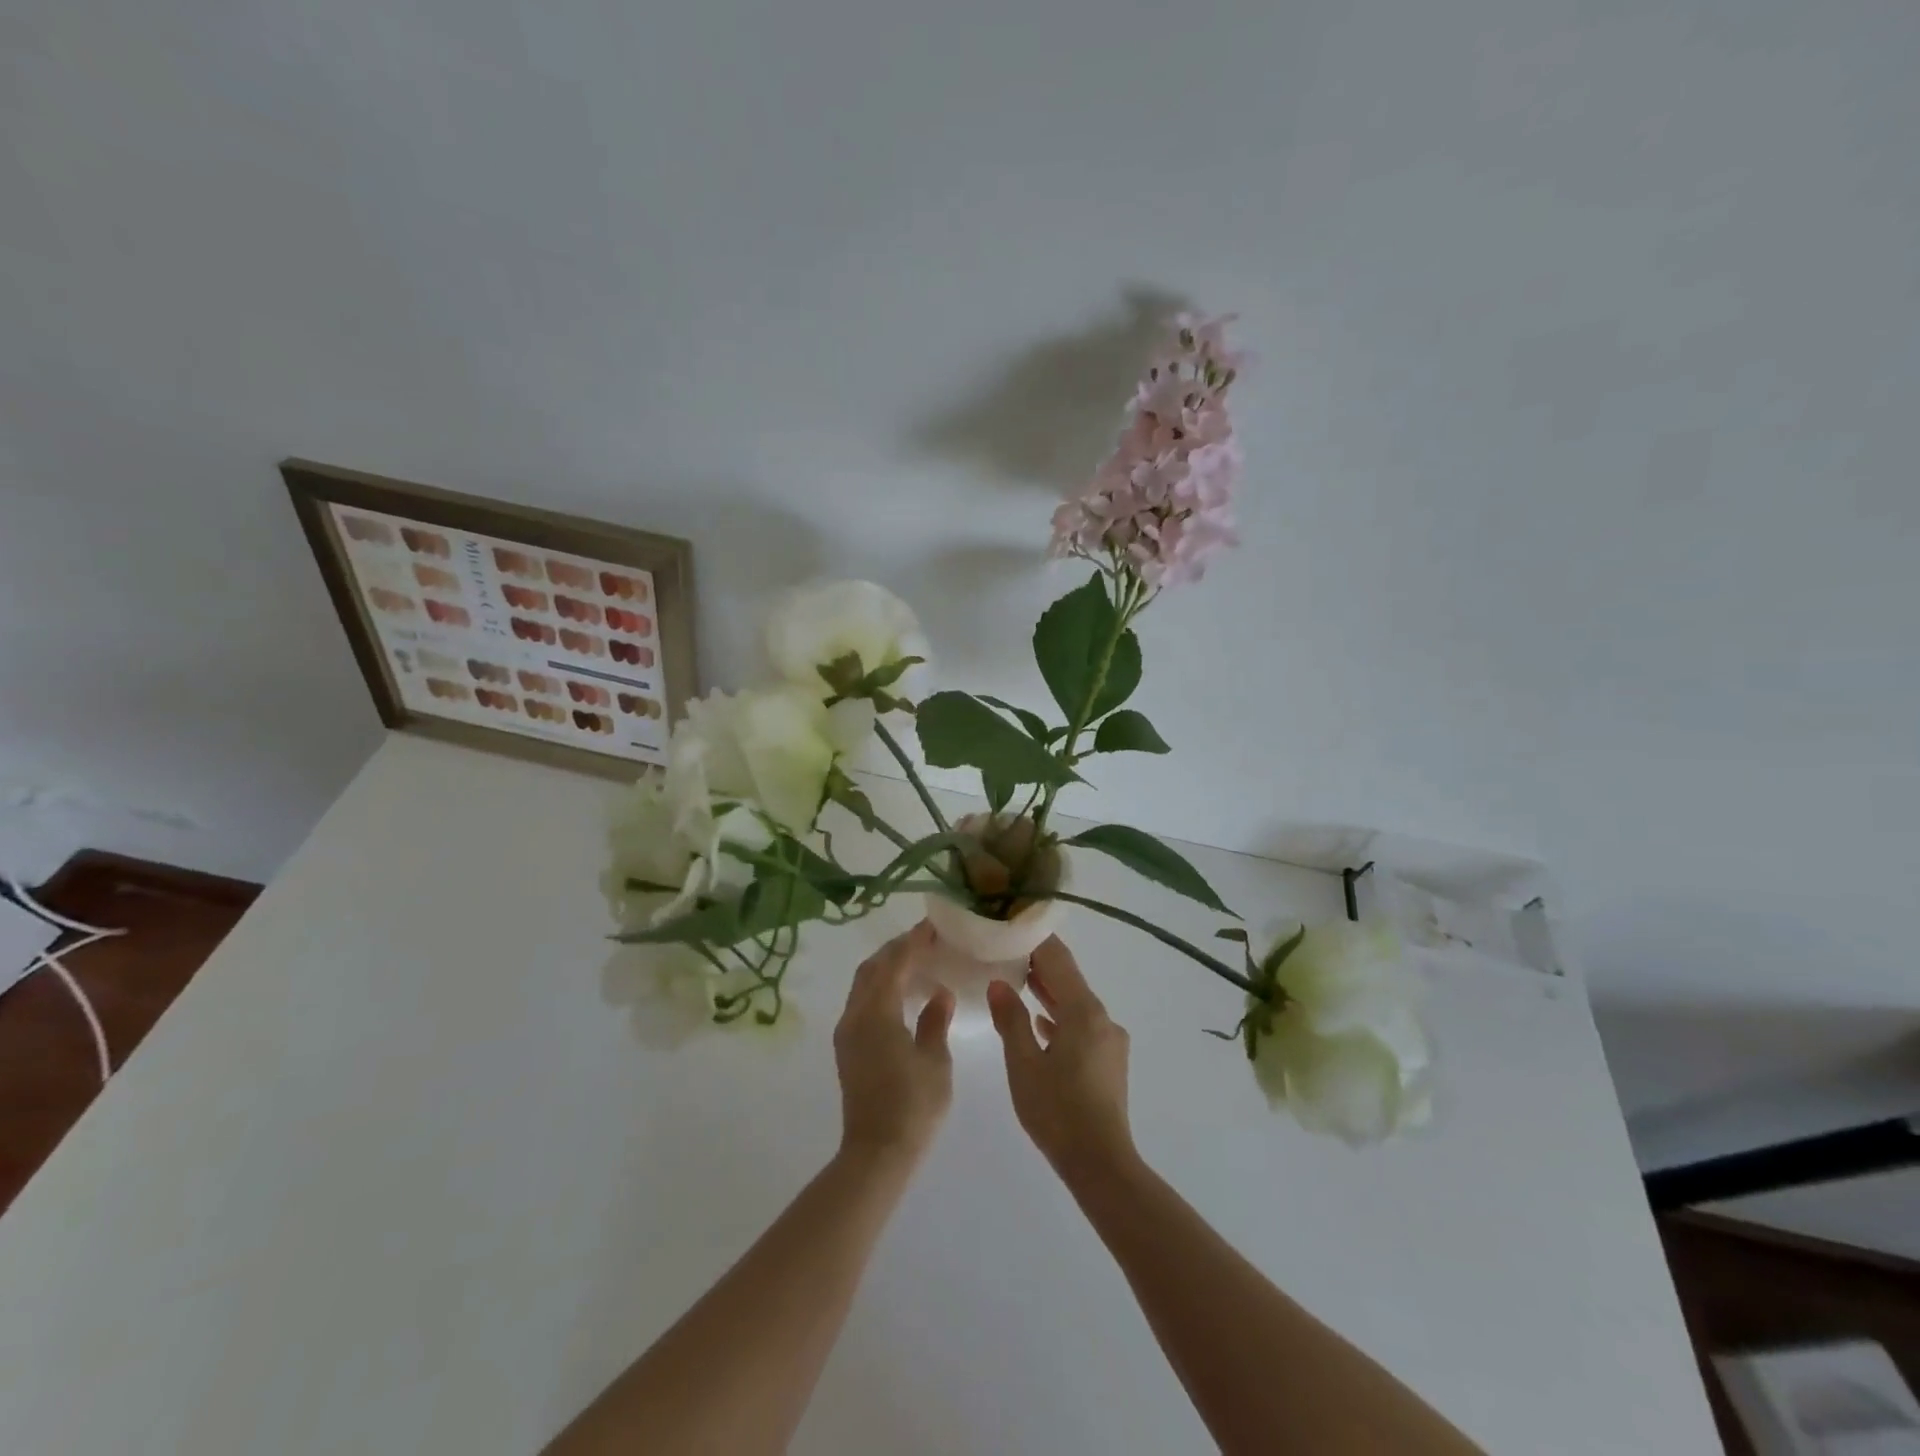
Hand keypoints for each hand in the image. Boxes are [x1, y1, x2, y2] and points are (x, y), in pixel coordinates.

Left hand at [834, 921, 955, 1164]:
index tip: (932, 926)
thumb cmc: (912, 1106)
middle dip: (896, 950)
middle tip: (924, 941)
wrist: (876, 1153)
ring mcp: (847, 1032)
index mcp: (877, 1012)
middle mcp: (855, 1015)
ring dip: (886, 967)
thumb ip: (935, 1021)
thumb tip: (939, 993)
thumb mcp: (935, 1061)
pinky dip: (879, 987)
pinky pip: (861, 1002)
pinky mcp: (847, 1048)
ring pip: (862, 984)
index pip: (894, 963)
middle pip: (872, 968)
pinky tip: (901, 995)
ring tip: (915, 962)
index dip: (913, 941)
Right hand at [988, 937, 1134, 1182]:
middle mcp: (1102, 1018)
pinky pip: (1081, 1026)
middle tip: (1005, 950)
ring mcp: (1109, 1040)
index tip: (1010, 925)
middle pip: (1069, 979)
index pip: (1058, 959)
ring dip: (1048, 992)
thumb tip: (999, 983)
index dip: (1034, 939)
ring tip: (1016, 981)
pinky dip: (1060, 1018)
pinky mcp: (1108, 1062)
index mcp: (1084, 1010)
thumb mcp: (1023, 1064)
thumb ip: (1010, 1019)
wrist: (1101, 1164)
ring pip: (1075, 1004)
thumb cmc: (1057, 1111)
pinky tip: (1040, 1025)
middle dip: (1039, 964)